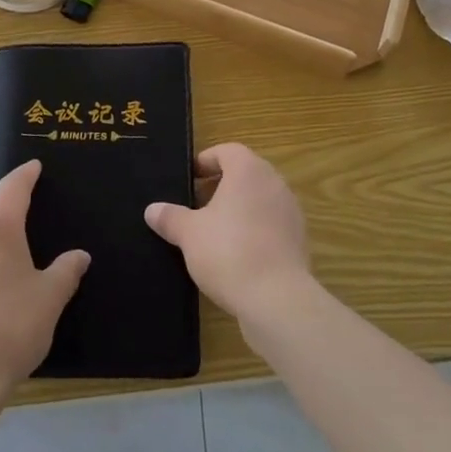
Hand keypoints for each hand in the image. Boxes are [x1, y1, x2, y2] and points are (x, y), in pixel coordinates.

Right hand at [144, 143, 312, 320]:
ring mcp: (290, 212)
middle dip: (220, 186)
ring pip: (259, 200)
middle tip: (196, 205)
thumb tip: (152, 210)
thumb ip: (170, 217)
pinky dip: (254, 231)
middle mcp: (274, 183)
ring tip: (213, 232)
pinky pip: (271, 225)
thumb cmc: (228, 252)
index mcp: (248, 171)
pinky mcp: (298, 240)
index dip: (206, 161)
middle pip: (245, 174)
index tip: (189, 179)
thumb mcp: (189, 234)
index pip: (227, 151)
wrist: (277, 300)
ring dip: (238, 209)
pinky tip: (236, 255)